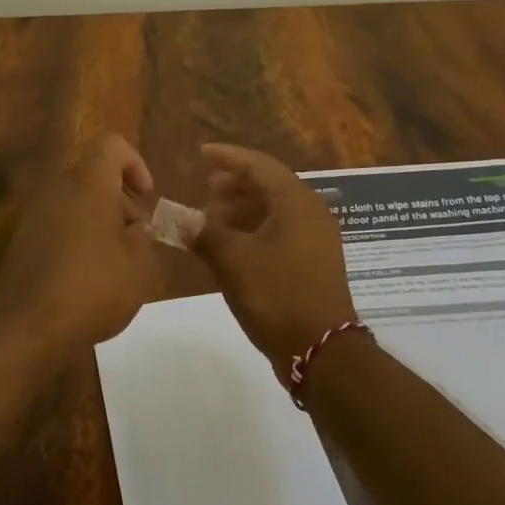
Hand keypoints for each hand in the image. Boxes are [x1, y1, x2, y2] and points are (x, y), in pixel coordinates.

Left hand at [0, 132, 163, 362]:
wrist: (29, 326)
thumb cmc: (93, 287)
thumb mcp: (140, 264)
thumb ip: (144, 236)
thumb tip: (133, 228)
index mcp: (87, 182)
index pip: (112, 144)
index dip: (135, 163)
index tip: (146, 197)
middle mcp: (57, 187)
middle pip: (93, 174)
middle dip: (119, 200)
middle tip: (135, 237)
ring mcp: (35, 213)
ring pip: (75, 201)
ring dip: (99, 221)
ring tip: (116, 262)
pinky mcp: (23, 240)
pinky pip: (58, 224)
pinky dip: (77, 238)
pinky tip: (88, 277)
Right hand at [192, 143, 357, 375]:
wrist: (322, 351)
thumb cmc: (277, 294)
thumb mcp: (233, 260)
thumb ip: (205, 233)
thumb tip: (183, 221)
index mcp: (297, 203)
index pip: (260, 165)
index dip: (228, 157)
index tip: (201, 154)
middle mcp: (310, 215)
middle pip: (268, 186)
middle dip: (234, 186)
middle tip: (205, 189)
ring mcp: (314, 241)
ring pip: (272, 212)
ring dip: (240, 211)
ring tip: (210, 221)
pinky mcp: (311, 265)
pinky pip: (278, 234)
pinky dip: (251, 233)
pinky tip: (228, 248)